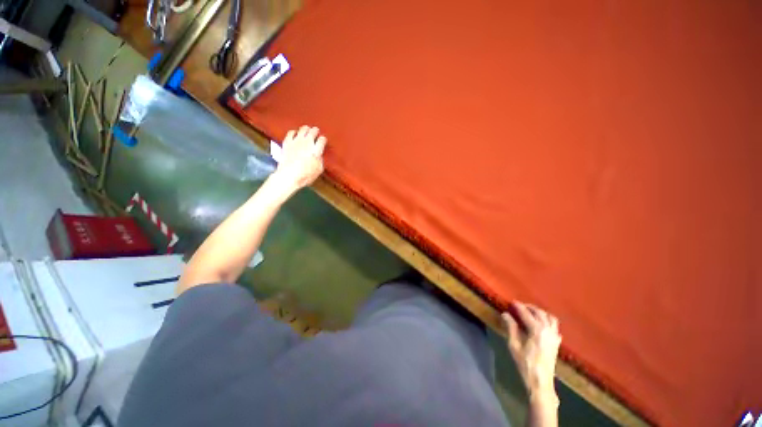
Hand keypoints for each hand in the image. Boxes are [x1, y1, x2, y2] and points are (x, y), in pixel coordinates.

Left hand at [272, 125, 326, 190]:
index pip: (322, 139)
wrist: (289, 176)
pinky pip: (291, 132)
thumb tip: (319, 155)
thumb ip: (320, 160)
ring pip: (303, 129)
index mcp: (316, 150)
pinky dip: (294, 132)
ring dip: (306, 129)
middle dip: (316, 131)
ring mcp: (296, 141)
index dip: (323, 139)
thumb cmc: (305, 175)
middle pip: (313, 131)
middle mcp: (307, 143)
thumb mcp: (319, 169)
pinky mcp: (287, 142)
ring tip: (307, 131)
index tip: (323, 141)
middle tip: (316, 132)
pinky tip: (295, 134)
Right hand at [502, 302, 561, 403]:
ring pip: (550, 318)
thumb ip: (511, 327)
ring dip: (540, 312)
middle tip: (520, 306)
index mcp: (537, 330)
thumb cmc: (525, 363)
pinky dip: (548, 321)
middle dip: (530, 307)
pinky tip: (541, 324)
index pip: (526, 313)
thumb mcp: (514, 345)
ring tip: (531, 312)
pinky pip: (555, 327)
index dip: (518, 306)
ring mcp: (554, 336)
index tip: (512, 301)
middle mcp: (548, 330)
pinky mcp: (557, 343)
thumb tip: (505, 314)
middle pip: (540, 313)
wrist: (540, 382)